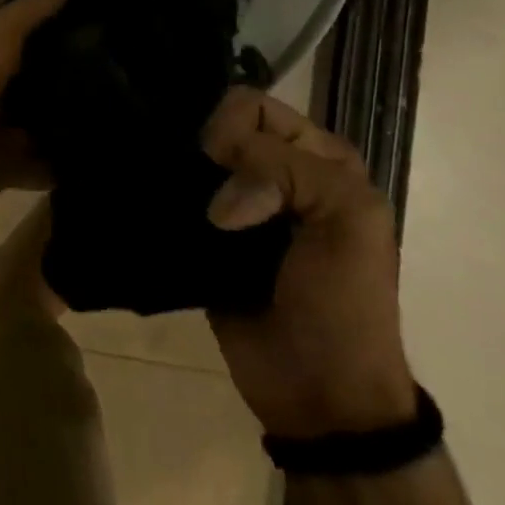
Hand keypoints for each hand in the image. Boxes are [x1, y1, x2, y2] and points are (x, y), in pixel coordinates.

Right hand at [202, 88, 415, 439]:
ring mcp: (236, 207)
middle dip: (207, 152)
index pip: (254, 106)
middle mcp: (275, 172)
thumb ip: (287, 169)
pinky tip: (158, 209)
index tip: (224, 165)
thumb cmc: (345, 304)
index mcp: (316, 158)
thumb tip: (216, 183)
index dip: (235, 129)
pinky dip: (167, 202)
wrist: (321, 398)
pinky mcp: (202, 239)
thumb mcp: (347, 219)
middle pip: (220, 127)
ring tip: (177, 201)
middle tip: (210, 201)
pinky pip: (176, 202)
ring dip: (183, 176)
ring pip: (194, 160)